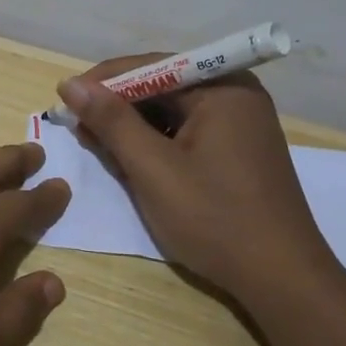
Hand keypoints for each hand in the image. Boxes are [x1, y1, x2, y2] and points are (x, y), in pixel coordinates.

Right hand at [58, 58, 330, 298]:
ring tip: (98, 144)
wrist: (281, 279)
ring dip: (134, 126)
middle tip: (77, 126)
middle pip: (163, 86)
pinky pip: (188, 132)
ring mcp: (241, 124)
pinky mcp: (238, 150)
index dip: (103, 81)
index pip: (151, 66)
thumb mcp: (153, 169)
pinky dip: (157, 143)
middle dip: (117, 105)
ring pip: (173, 111)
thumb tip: (70, 85)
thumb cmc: (215, 219)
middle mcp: (236, 95)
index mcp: (223, 88)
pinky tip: (132, 160)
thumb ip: (111, 122)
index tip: (64, 99)